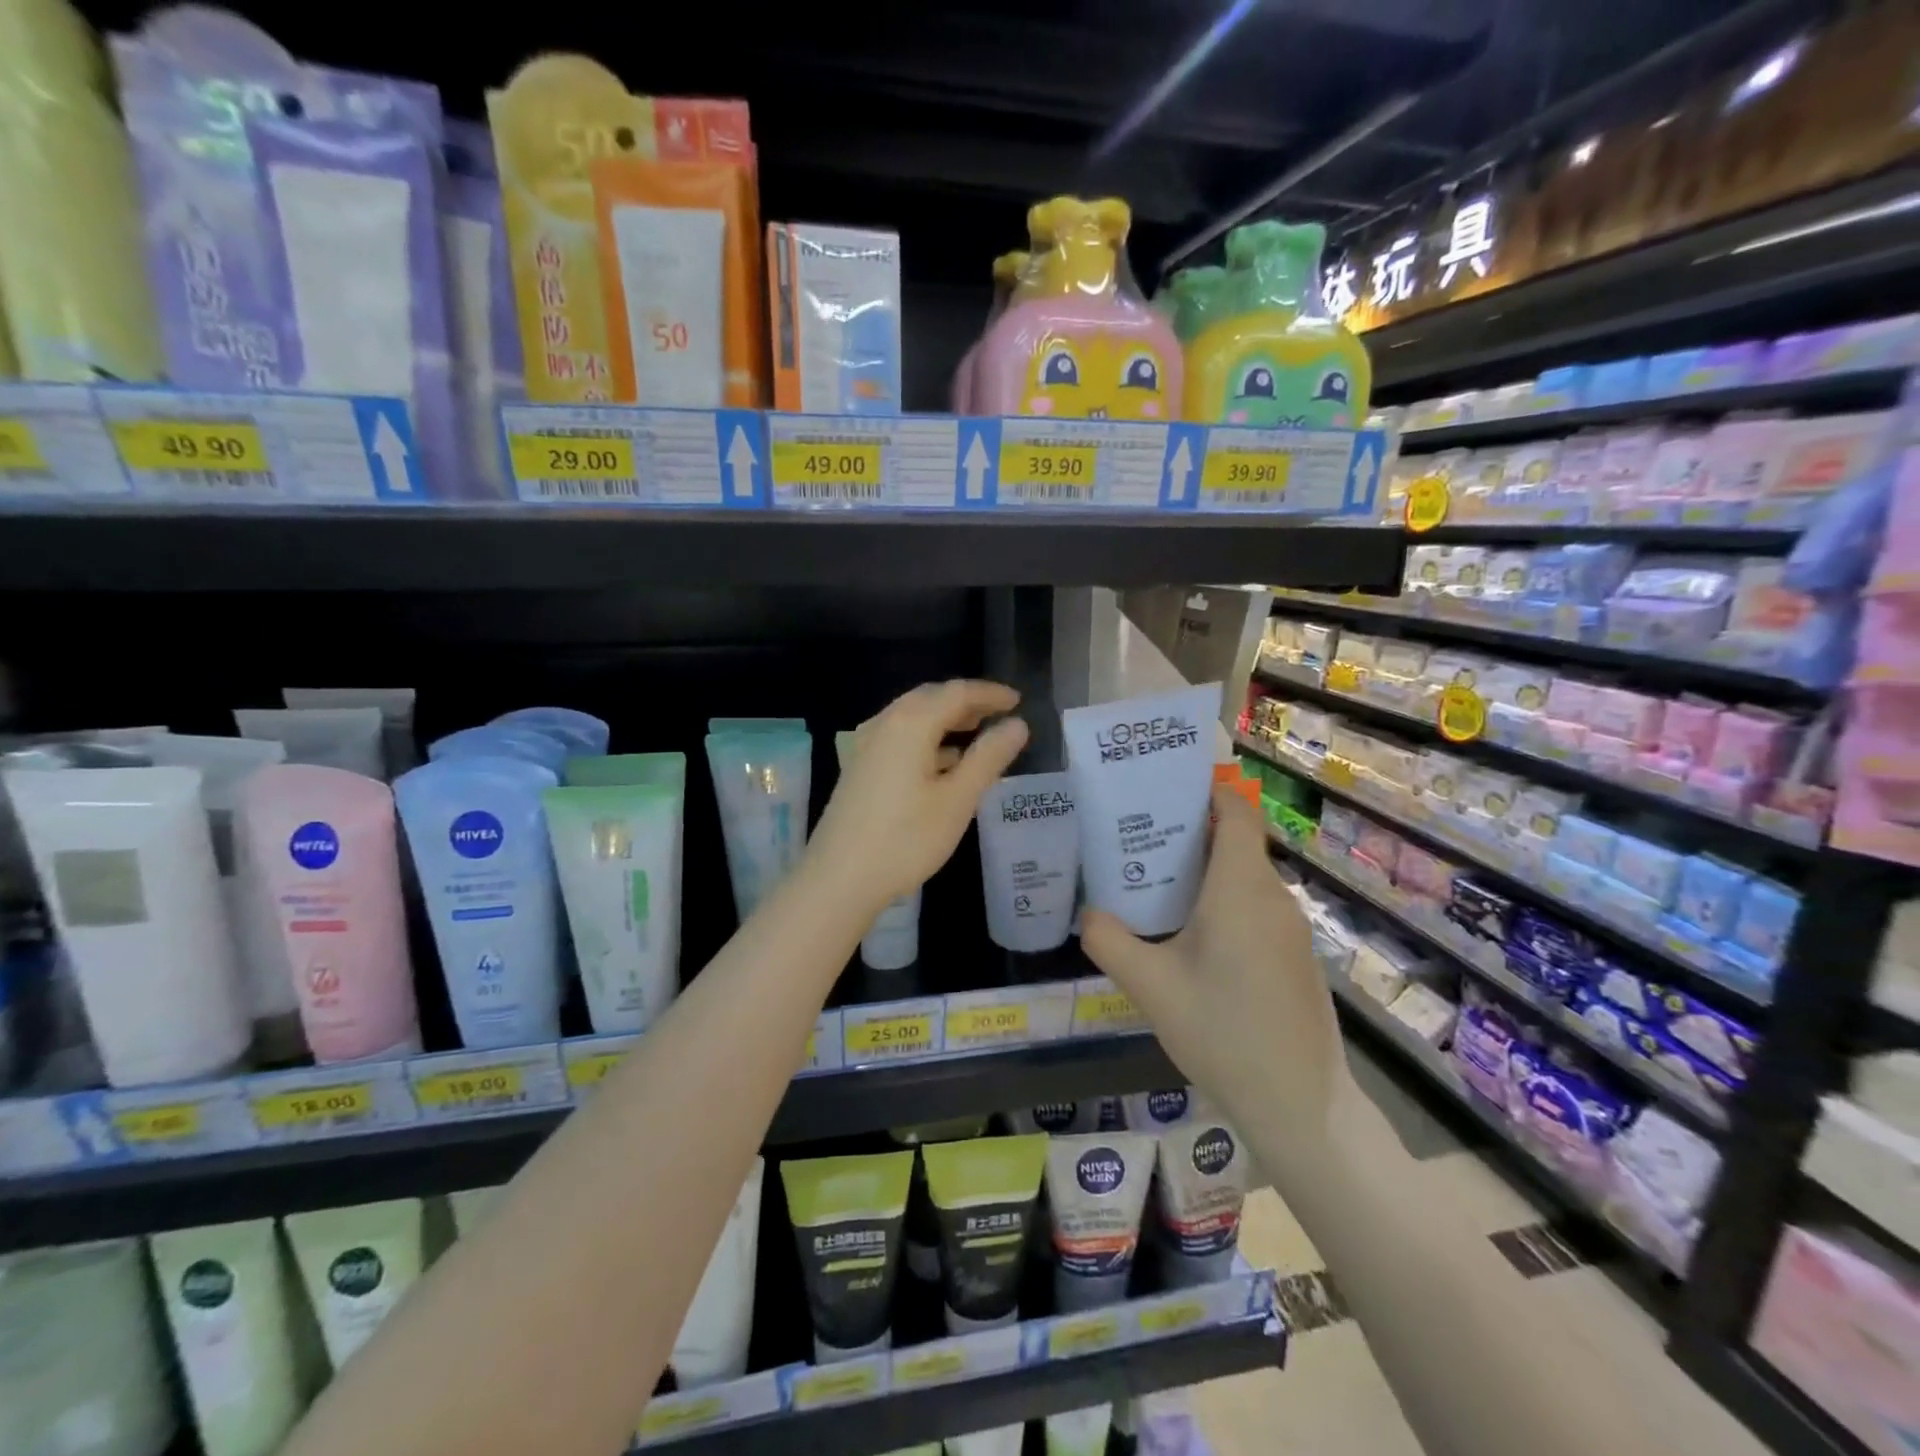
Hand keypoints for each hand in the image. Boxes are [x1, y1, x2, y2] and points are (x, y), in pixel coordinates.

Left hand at [807, 680, 1029, 914]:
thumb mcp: (958, 799)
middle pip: (930, 699)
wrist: (839, 878)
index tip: (1017, 701)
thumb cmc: (906, 838)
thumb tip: (1017, 725)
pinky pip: (898, 737)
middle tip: (997, 714)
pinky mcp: (858, 768)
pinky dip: (925, 739)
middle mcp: (884, 724)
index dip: (989, 694)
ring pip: (911, 718)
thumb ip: (989, 757)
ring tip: (975, 734)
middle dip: (965, 702)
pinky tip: (941, 763)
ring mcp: (865, 746)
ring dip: (944, 720)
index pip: (957, 692)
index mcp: (910, 723)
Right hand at [1081, 788, 1346, 1164]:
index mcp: (1241, 889)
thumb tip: (1087, 912)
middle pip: (1235, 841)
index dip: (1204, 790)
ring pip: (1244, 876)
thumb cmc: (1223, 1034)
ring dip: (1203, 869)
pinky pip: (1255, 906)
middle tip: (1136, 837)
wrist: (1301, 1107)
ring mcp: (1290, 928)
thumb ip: (1109, 940)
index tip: (1161, 789)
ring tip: (1153, 882)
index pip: (1236, 811)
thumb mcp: (1150, 987)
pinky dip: (1222, 899)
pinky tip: (1189, 933)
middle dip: (1188, 831)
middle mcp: (1273, 897)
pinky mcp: (1295, 955)